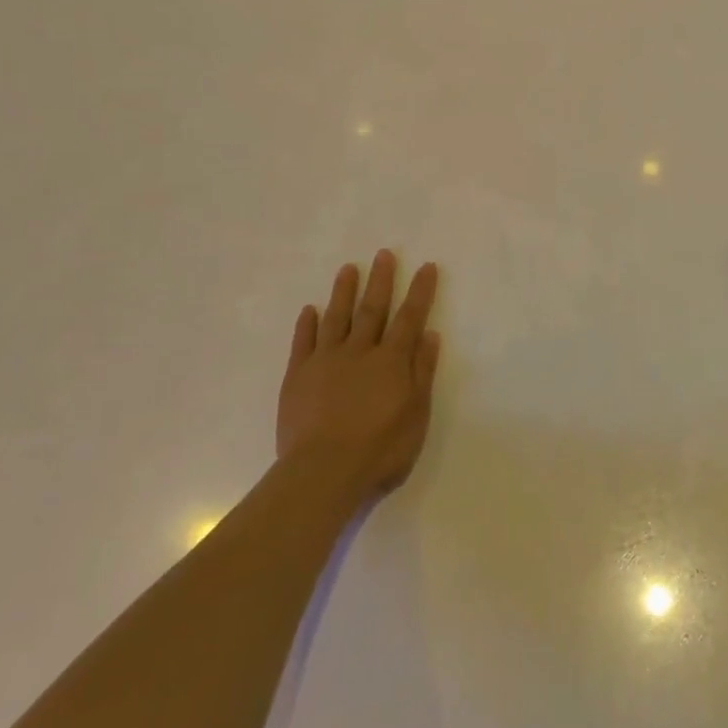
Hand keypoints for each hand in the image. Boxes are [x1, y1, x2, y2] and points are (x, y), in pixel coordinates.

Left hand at [276, 250, 440, 501]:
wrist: (323, 473)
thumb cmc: (380, 450)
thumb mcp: (417, 415)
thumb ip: (422, 373)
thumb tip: (430, 334)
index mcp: (392, 361)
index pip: (410, 318)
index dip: (420, 291)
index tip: (426, 266)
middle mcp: (360, 352)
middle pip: (372, 309)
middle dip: (381, 280)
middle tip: (384, 254)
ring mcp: (326, 361)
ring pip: (336, 318)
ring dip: (343, 292)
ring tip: (349, 268)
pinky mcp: (298, 376)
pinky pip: (303, 342)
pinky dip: (307, 324)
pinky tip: (310, 310)